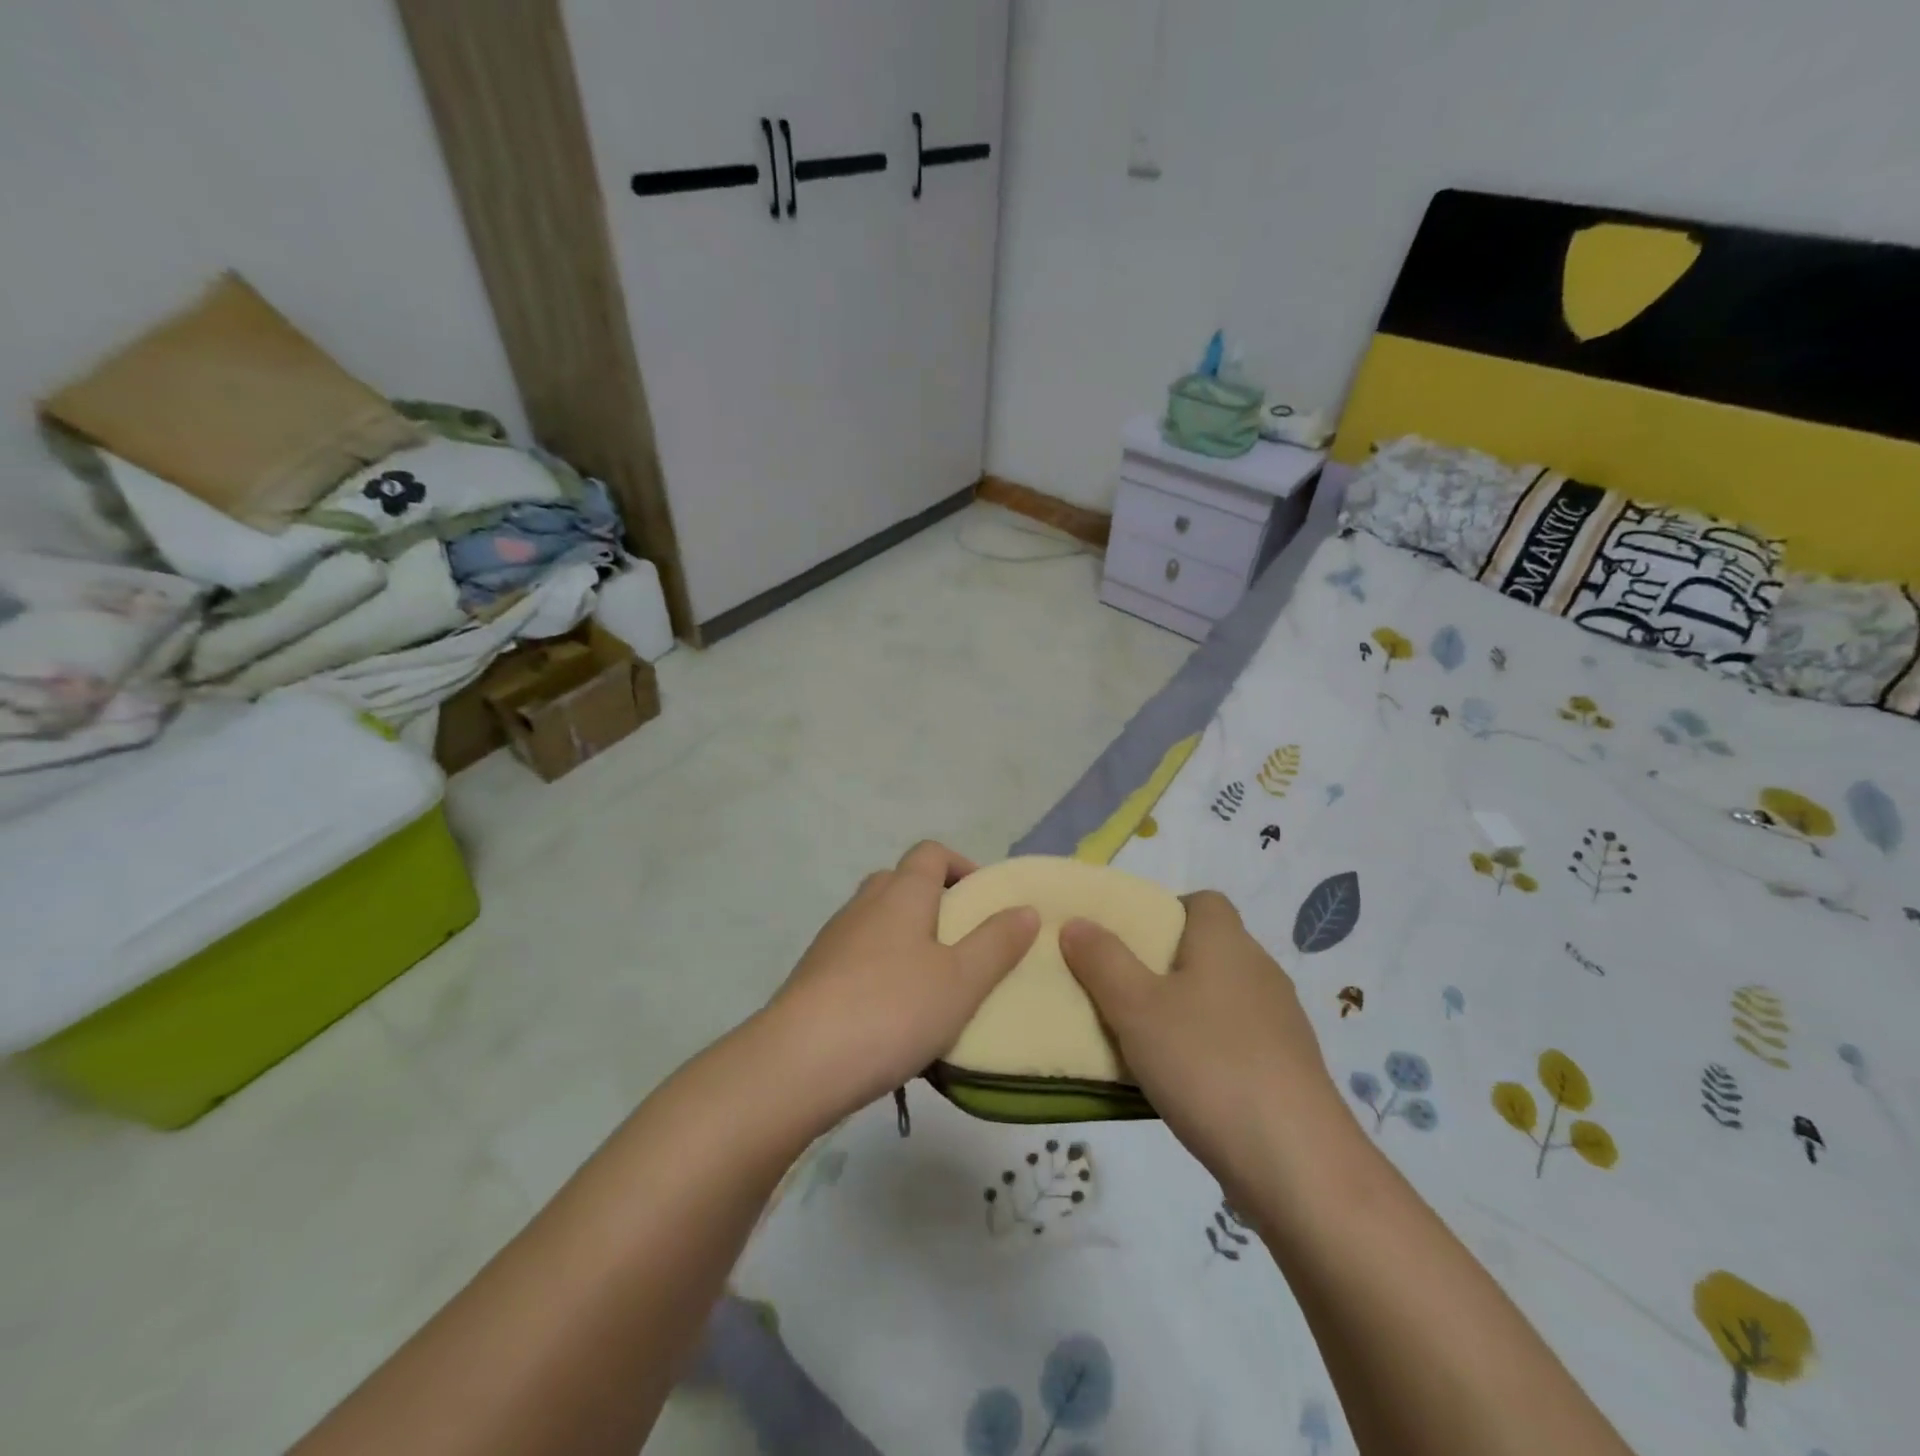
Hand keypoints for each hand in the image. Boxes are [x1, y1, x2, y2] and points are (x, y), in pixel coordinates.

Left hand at [762, 841, 1039, 1125]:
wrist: (798, 1063)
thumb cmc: (892, 1010)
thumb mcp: (961, 980)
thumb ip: (997, 943)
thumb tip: (1024, 908)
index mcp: (901, 893)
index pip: (931, 852)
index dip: (961, 866)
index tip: (986, 901)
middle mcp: (864, 904)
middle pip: (902, 883)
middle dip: (935, 904)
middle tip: (964, 945)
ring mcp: (834, 940)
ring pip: (878, 922)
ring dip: (907, 941)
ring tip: (935, 986)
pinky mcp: (814, 976)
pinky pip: (858, 958)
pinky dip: (881, 971)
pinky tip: (895, 1016)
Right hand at [1059, 890, 1348, 1198]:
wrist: (1297, 1165)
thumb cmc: (1207, 1064)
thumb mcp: (1136, 1007)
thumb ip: (1102, 960)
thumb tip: (1076, 922)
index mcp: (1227, 942)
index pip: (1203, 902)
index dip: (1164, 911)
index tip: (1127, 942)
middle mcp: (1259, 971)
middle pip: (1207, 949)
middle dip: (1162, 965)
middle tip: (1119, 990)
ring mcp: (1279, 1023)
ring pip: (1219, 997)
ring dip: (1183, 1010)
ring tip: (1141, 1040)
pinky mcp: (1287, 1069)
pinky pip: (1236, 1039)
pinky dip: (1206, 1048)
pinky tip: (1182, 1082)